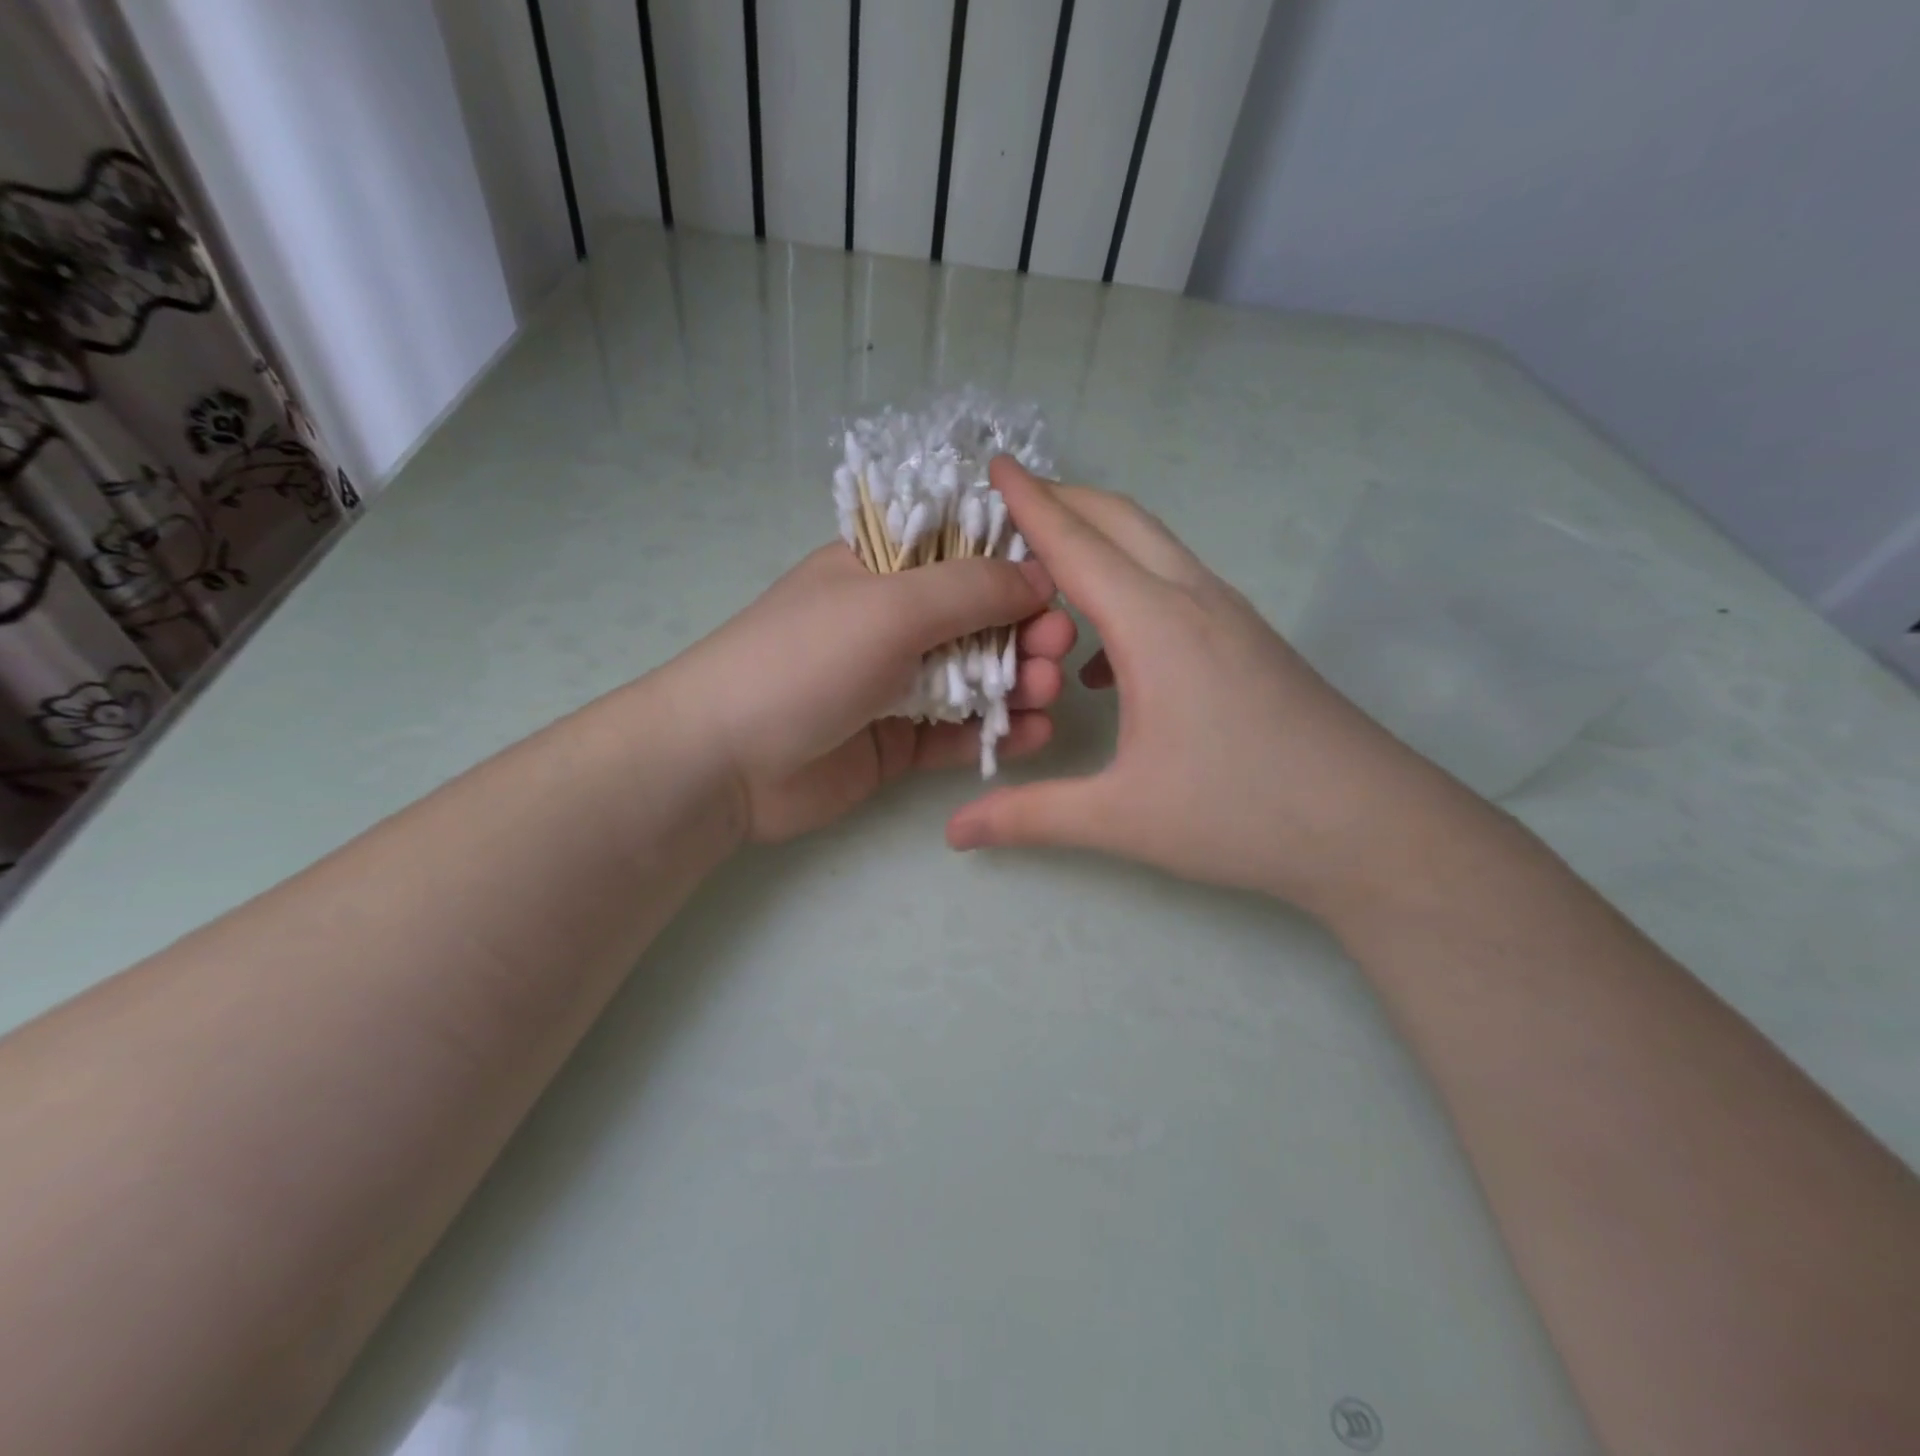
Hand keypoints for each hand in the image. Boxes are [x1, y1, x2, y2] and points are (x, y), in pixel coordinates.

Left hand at [669, 543, 1076, 843]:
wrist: (724, 761)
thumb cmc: (804, 660)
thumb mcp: (889, 606)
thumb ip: (970, 589)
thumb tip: (1039, 574)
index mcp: (882, 570)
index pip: (964, 554)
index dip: (1016, 567)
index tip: (1061, 587)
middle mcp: (893, 623)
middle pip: (980, 620)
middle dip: (1025, 632)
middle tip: (1058, 650)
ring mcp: (896, 685)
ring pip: (975, 679)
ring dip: (1017, 683)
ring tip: (1046, 694)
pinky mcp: (899, 742)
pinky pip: (958, 732)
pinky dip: (995, 732)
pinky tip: (1032, 735)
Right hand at [947, 460, 1471, 915]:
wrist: (1373, 827)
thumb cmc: (1241, 813)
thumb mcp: (1121, 818)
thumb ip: (1029, 817)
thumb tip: (957, 832)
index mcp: (1154, 626)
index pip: (1076, 543)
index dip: (1029, 503)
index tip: (993, 465)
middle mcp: (1193, 601)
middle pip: (1122, 520)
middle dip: (1064, 501)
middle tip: (1010, 508)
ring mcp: (1229, 618)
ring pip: (1154, 550)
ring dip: (1100, 545)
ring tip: (1049, 577)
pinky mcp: (1249, 642)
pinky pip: (1175, 590)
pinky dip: (1130, 594)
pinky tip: (1107, 664)